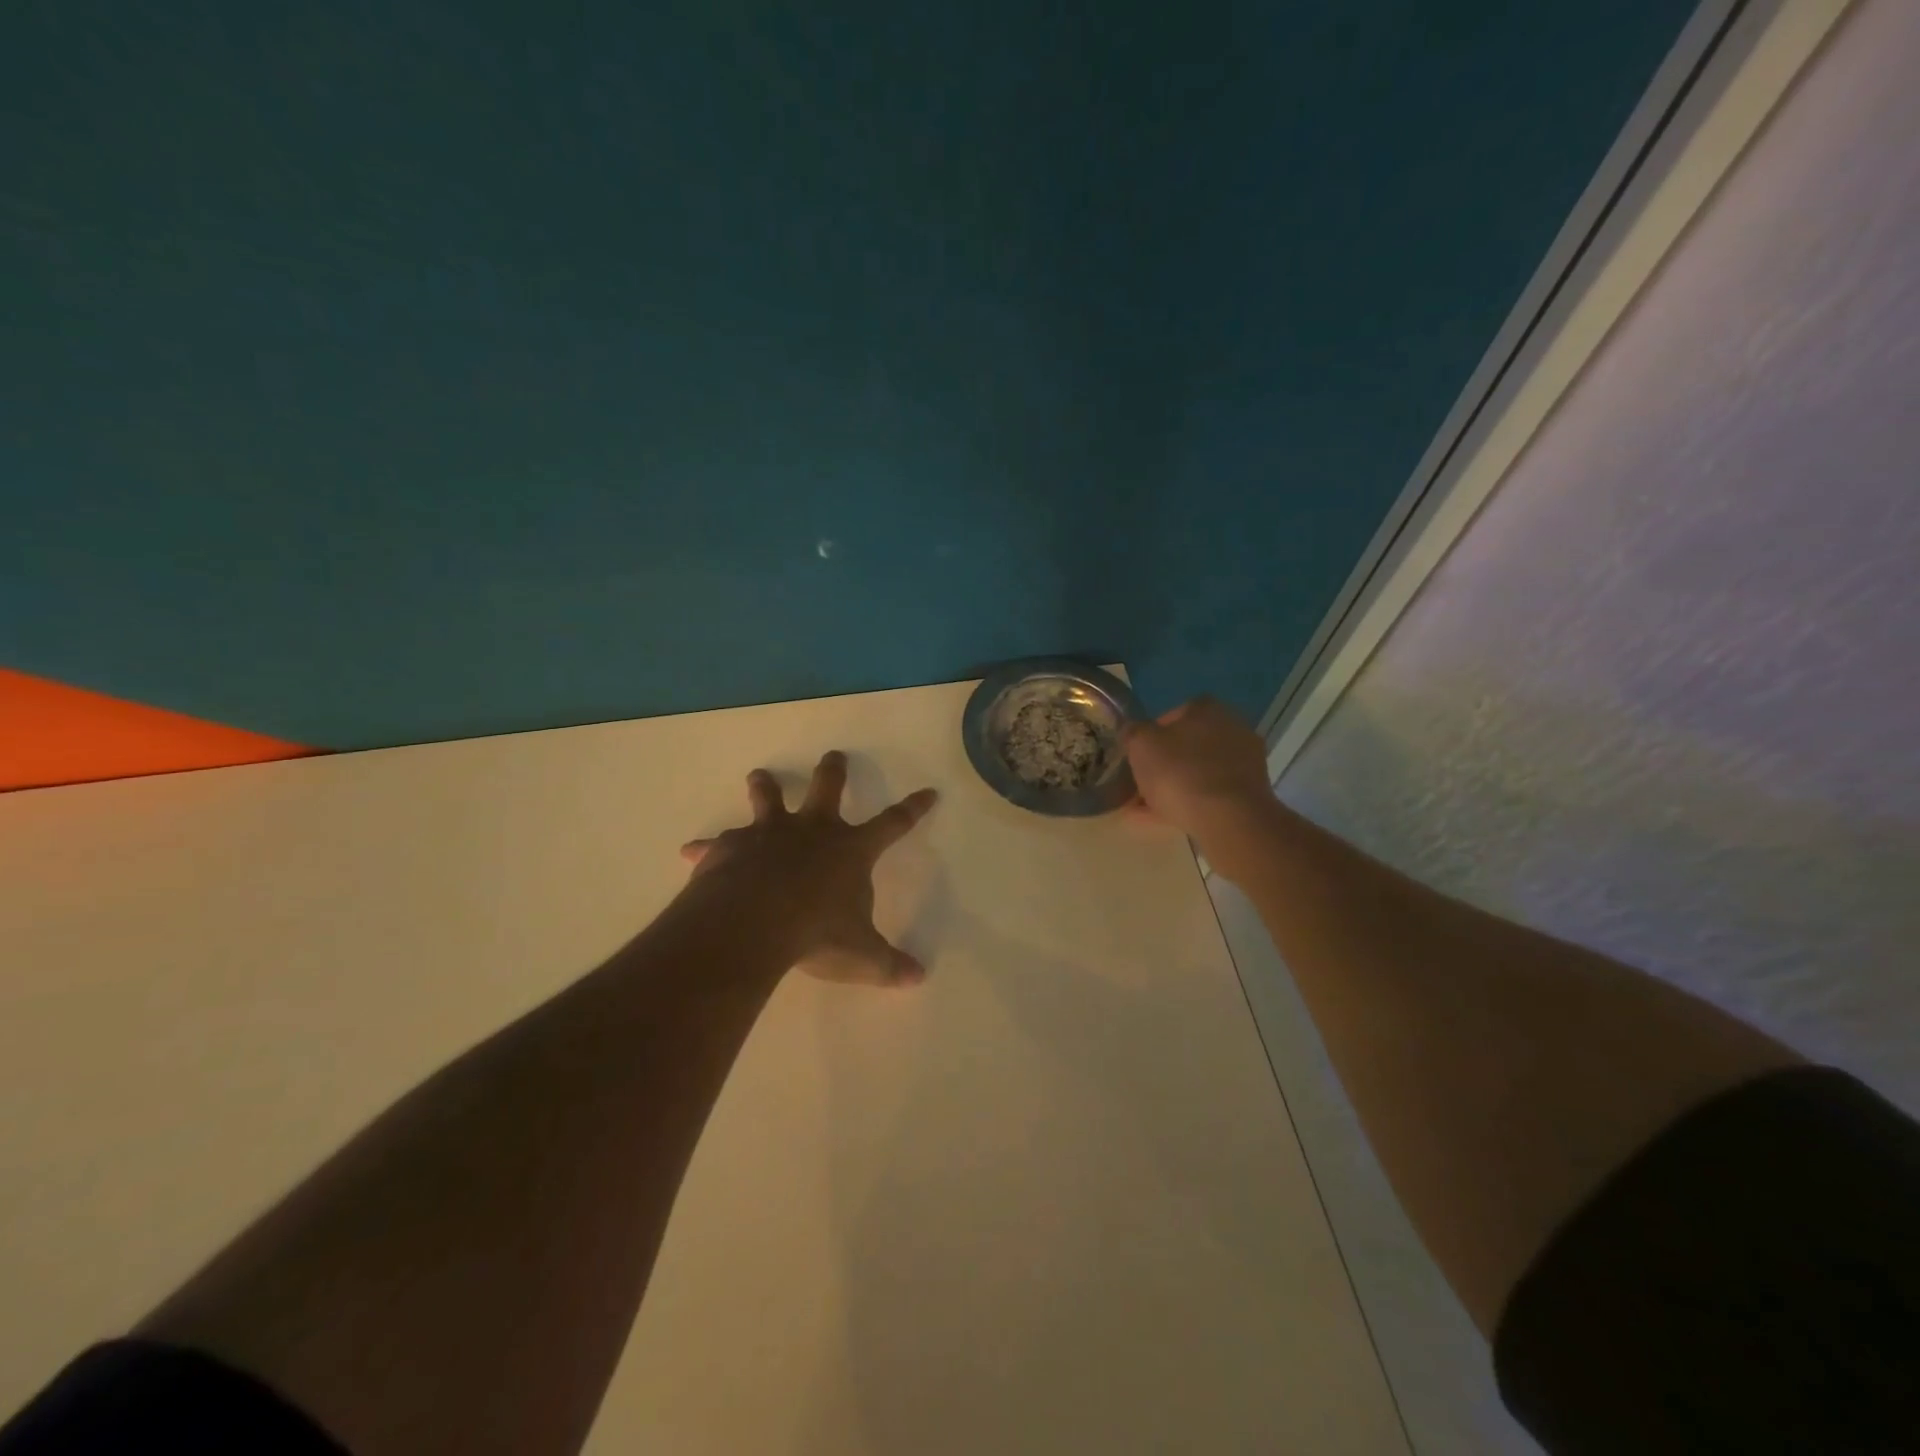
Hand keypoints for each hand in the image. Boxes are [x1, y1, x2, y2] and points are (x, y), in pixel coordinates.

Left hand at [679, 752, 937, 986]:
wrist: (753, 923)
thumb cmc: (816, 933)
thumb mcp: (859, 955)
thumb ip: (888, 964)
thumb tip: (918, 978)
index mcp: (850, 850)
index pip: (893, 824)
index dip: (913, 808)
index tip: (929, 792)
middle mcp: (812, 831)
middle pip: (827, 788)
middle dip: (833, 771)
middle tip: (834, 755)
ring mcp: (770, 834)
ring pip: (769, 798)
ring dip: (766, 786)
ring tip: (760, 775)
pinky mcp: (732, 846)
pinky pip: (718, 842)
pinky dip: (707, 847)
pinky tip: (691, 851)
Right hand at [1124, 697, 1276, 870]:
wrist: (1229, 819)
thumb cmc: (1181, 772)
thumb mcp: (1141, 745)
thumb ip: (1133, 733)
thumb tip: (1133, 731)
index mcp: (1207, 709)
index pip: (1174, 714)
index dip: (1153, 734)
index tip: (1138, 754)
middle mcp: (1233, 728)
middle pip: (1189, 745)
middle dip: (1164, 763)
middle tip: (1141, 784)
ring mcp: (1246, 763)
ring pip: (1199, 772)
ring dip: (1175, 787)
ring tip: (1146, 809)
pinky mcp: (1250, 794)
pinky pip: (1210, 795)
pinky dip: (1189, 805)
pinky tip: (1165, 821)